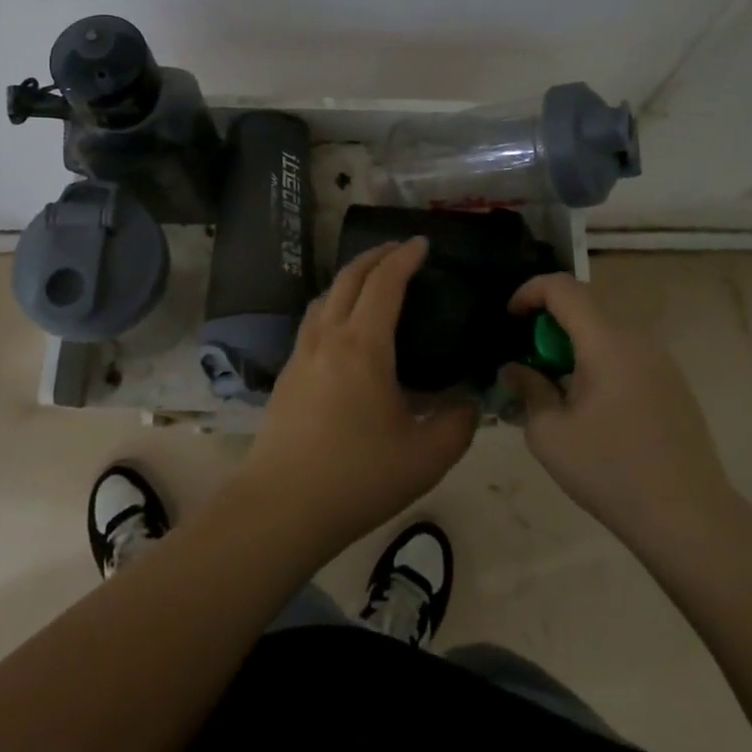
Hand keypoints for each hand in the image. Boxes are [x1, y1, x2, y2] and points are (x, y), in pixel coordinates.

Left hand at [239, 238, 477, 556]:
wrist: (280, 507)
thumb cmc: (357, 476)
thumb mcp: (426, 456)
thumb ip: (458, 423)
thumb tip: (471, 403)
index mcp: (363, 345)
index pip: (385, 282)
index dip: (405, 257)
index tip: (422, 244)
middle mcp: (329, 336)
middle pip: (349, 277)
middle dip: (376, 256)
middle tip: (400, 251)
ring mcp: (302, 354)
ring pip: (325, 296)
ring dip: (350, 278)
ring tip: (371, 283)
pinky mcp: (287, 375)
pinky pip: (313, 321)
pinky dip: (333, 305)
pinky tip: (343, 330)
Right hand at [499, 273, 735, 551]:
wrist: (690, 520)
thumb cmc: (611, 472)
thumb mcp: (550, 434)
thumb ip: (528, 389)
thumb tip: (515, 368)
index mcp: (606, 341)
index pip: (563, 287)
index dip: (529, 291)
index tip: (510, 319)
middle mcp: (636, 339)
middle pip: (585, 306)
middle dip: (549, 322)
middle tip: (528, 359)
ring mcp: (660, 361)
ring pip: (606, 331)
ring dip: (574, 344)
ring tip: (556, 385)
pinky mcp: (673, 384)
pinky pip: (626, 354)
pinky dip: (598, 361)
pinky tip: (591, 406)